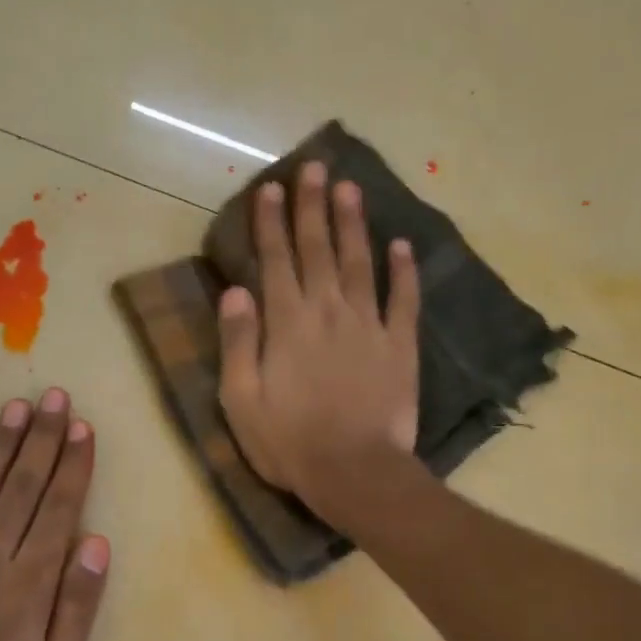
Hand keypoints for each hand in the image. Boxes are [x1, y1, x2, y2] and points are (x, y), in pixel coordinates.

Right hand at [217, 161, 419, 518]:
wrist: (355, 472)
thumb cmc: (289, 443)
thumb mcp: (241, 401)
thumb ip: (238, 343)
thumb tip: (235, 292)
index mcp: (287, 324)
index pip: (276, 261)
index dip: (272, 223)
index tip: (271, 188)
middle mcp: (328, 312)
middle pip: (319, 250)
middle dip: (313, 207)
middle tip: (314, 167)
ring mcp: (369, 326)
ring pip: (360, 263)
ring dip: (354, 224)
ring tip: (350, 188)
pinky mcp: (400, 347)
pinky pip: (404, 301)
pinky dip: (404, 272)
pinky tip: (403, 246)